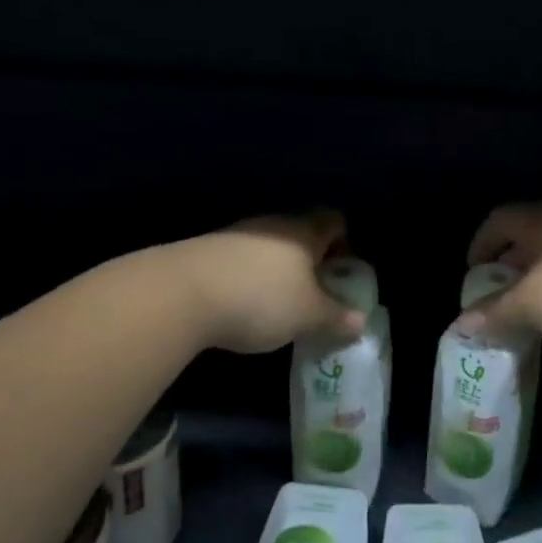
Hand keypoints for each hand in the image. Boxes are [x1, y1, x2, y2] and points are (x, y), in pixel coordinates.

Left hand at [178, 211, 365, 354]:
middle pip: (300, 234)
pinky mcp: (208, 251)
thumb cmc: (261, 299)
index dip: (343, 244)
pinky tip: (242, 307)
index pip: (333, 221)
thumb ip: (336, 318)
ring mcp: (236, 235)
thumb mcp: (308, 316)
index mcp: (303, 232)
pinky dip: (248, 279)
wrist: (181, 293)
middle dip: (310, 263)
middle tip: (313, 296)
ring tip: (277, 307)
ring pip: (268, 248)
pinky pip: (240, 261)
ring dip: (277, 272)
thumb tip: (360, 321)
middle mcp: (272, 224)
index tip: (341, 275)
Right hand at [458, 202, 541, 351]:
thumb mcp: (530, 306)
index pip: (500, 219)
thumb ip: (496, 313)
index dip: (482, 242)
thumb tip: (462, 324)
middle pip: (529, 234)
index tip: (473, 271)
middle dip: (510, 263)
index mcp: (540, 222)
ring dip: (541, 278)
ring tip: (533, 309)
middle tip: (499, 292)